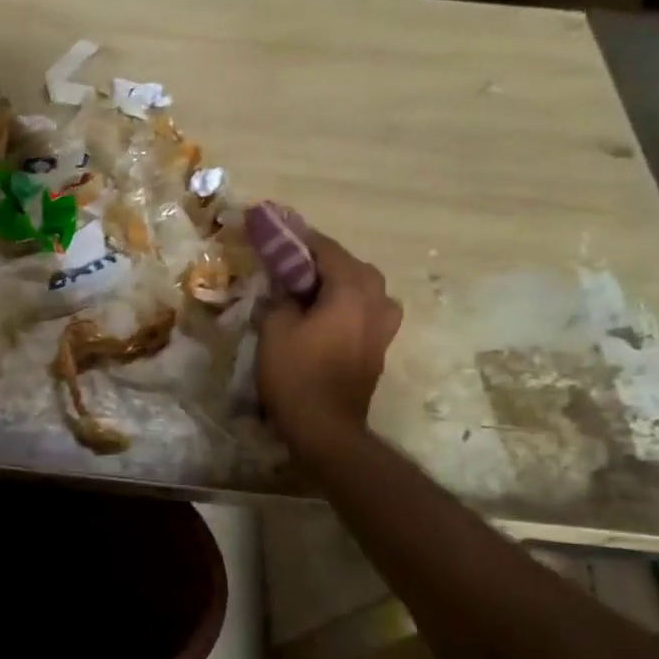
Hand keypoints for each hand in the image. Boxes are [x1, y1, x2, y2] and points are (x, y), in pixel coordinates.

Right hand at [257, 225, 402, 450]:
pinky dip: (348, 302)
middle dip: (323, 259)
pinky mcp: (379, 346)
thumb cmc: (296, 374)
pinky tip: (326, 312)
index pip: (327, 249)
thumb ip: (282, 297)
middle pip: (352, 266)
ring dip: (340, 281)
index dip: (300, 239)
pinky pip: (367, 309)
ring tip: (312, 287)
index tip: (278, 231)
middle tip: (292, 262)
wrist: (325, 427)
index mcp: (351, 291)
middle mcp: (376, 301)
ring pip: (365, 288)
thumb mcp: (275, 328)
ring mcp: (383, 326)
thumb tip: (287, 288)